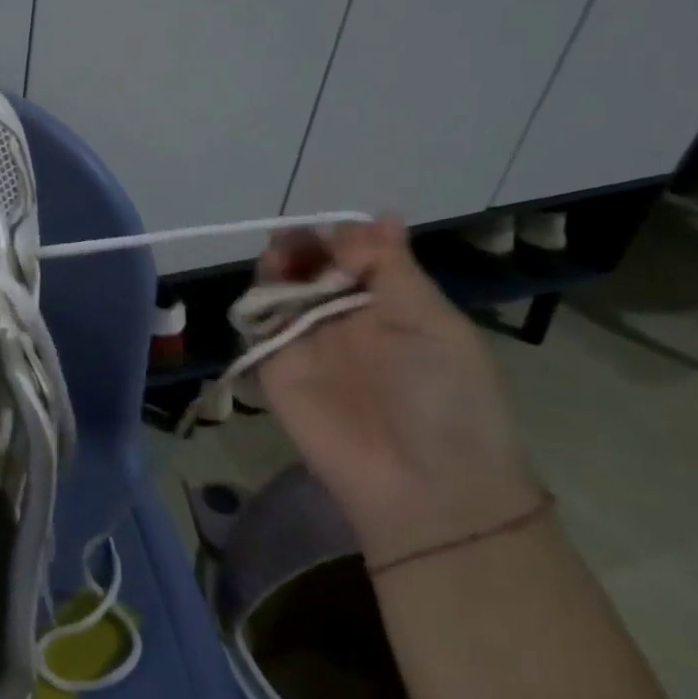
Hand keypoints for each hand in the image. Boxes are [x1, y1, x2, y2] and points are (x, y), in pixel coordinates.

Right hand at [254, 218, 538, 563]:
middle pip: (308, 266)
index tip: (335, 236)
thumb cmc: (444, 396)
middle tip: (294, 242)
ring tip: (279, 260)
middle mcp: (343, 318)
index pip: (352, 255)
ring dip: (275, 268)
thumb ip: (393, 269)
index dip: (339, 237)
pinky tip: (263, 292)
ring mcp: (306, 342)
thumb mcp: (433, 324)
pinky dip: (253, 303)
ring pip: (278, 289)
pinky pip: (255, 326)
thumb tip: (378, 215)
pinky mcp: (274, 367)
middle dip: (300, 246)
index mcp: (387, 304)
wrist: (421, 483)